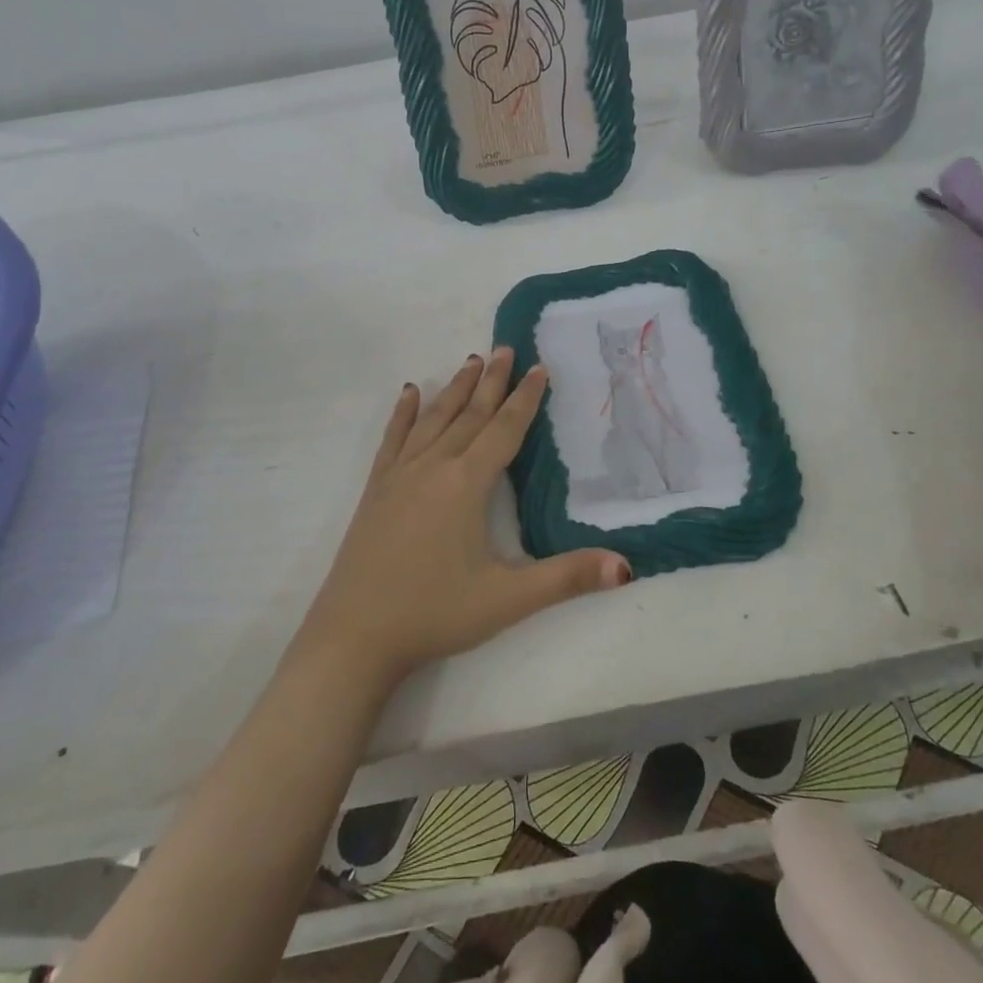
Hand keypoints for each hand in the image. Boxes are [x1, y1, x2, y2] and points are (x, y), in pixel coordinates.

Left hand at [295, 349, 631, 687]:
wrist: (356, 634)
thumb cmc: (435, 613)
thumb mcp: (508, 599)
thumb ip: (567, 578)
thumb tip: (626, 567)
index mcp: (467, 484)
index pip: (504, 430)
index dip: (525, 399)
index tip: (539, 368)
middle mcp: (434, 466)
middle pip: (469, 413)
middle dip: (492, 380)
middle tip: (507, 348)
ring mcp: (400, 474)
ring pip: (434, 419)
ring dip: (455, 388)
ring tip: (471, 360)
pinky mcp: (377, 488)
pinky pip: (393, 439)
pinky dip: (404, 413)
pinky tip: (409, 392)